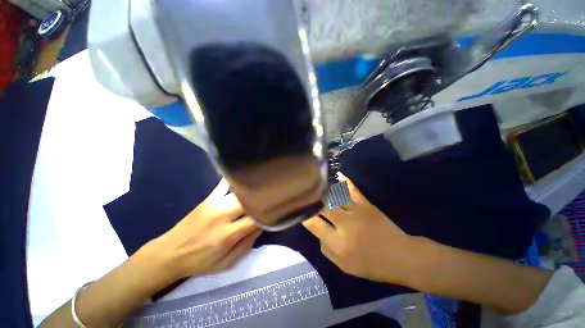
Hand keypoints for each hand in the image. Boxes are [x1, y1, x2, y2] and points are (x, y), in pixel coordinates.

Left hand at [152, 179, 260, 279]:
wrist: (169, 254)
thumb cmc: (199, 262)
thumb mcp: (226, 263)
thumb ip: (247, 244)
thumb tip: (262, 226)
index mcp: (228, 236)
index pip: (255, 219)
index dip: (267, 215)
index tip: (274, 212)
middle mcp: (222, 217)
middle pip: (249, 202)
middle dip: (261, 200)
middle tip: (270, 200)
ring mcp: (214, 204)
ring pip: (240, 192)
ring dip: (252, 192)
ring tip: (260, 192)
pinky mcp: (207, 199)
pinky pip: (224, 184)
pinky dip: (234, 180)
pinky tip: (243, 178)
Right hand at [302, 173, 411, 283]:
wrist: (400, 256)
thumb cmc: (371, 264)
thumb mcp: (344, 266)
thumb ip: (325, 248)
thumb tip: (317, 229)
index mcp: (338, 242)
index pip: (314, 224)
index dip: (304, 215)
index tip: (298, 209)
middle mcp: (344, 224)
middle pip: (322, 207)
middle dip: (310, 200)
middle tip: (304, 194)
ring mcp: (356, 211)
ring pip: (334, 196)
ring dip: (322, 189)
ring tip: (314, 182)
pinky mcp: (366, 204)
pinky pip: (351, 189)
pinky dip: (343, 180)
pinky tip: (336, 174)